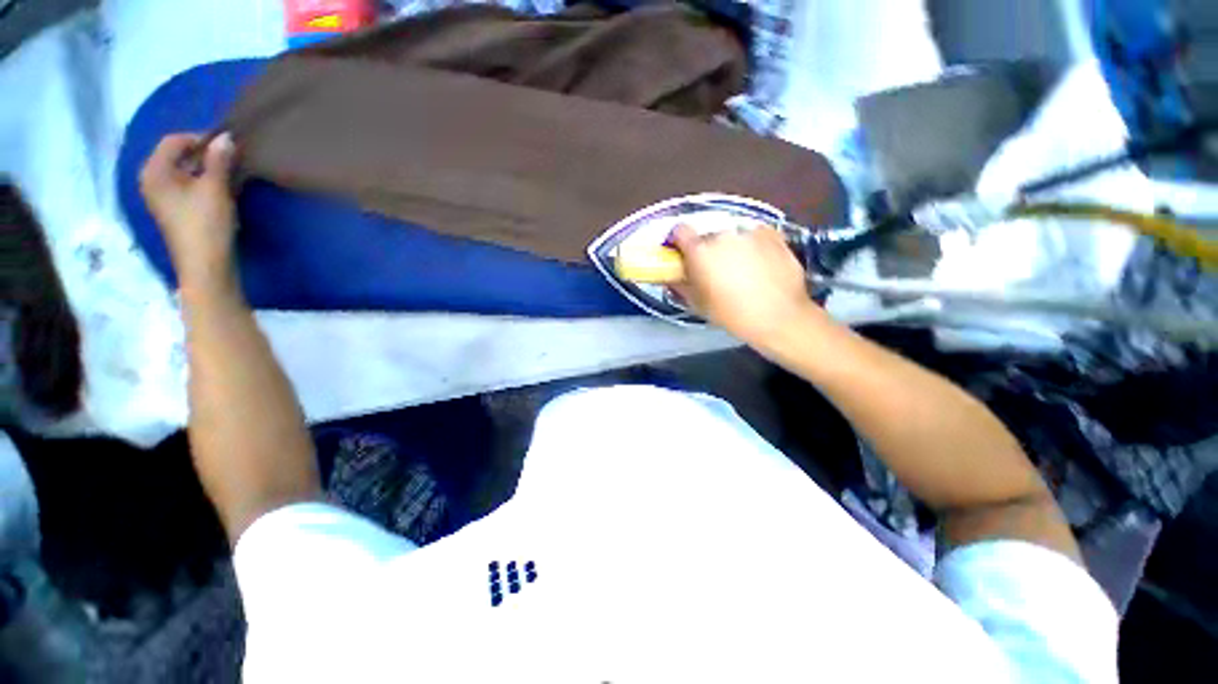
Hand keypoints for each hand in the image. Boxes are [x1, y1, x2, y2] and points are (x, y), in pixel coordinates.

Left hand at [139, 133, 238, 290]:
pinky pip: (186, 186)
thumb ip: (219, 160)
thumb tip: (225, 137)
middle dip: (203, 155)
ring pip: (183, 172)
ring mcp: (161, 197)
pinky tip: (220, 191)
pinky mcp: (173, 210)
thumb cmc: (205, 224)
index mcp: (154, 171)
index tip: (226, 146)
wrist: (205, 265)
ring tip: (228, 175)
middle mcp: (152, 180)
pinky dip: (202, 183)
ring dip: (205, 170)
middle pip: (177, 156)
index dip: (200, 139)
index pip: (174, 141)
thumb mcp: (215, 188)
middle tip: (229, 160)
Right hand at [671, 224, 825, 346]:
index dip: (678, 241)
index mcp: (700, 250)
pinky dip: (752, 244)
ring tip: (740, 267)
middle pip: (707, 234)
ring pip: (732, 234)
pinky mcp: (772, 233)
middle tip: (713, 267)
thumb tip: (671, 277)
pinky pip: (754, 234)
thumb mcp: (697, 304)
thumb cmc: (731, 314)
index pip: (680, 230)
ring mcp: (749, 231)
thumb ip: (680, 285)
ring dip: (730, 246)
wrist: (778, 316)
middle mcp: (723, 234)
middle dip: (706, 247)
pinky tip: (759, 263)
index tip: (682, 253)